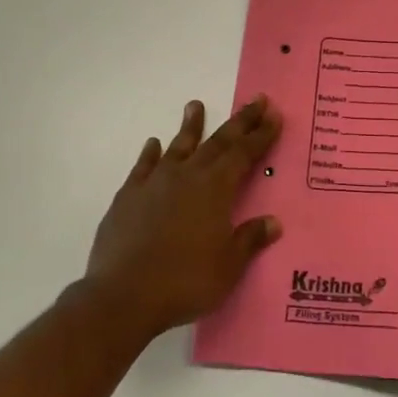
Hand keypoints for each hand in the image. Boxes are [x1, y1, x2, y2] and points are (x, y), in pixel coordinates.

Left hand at [84, 96, 283, 340]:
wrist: (124, 295)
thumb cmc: (185, 281)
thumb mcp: (229, 266)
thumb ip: (250, 239)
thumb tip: (273, 222)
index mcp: (216, 188)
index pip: (244, 153)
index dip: (261, 134)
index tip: (273, 114)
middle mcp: (187, 176)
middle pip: (218, 142)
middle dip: (240, 121)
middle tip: (255, 100)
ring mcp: (155, 183)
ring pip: (178, 146)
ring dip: (191, 126)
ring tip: (195, 104)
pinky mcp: (128, 196)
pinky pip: (143, 167)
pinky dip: (150, 153)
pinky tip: (153, 144)